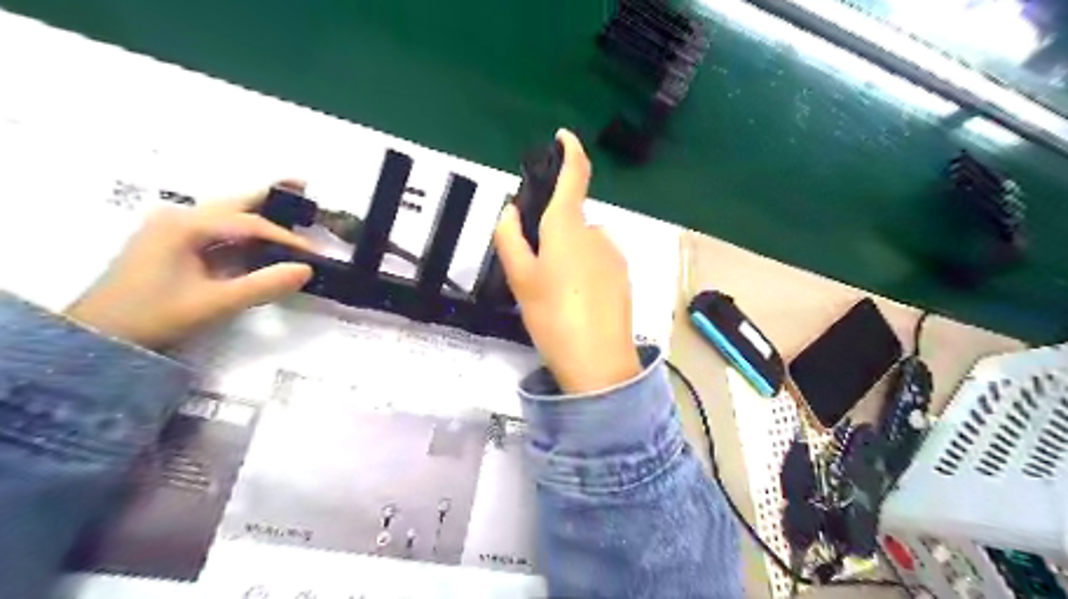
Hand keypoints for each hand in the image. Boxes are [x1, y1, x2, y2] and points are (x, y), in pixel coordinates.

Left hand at [63, 185, 313, 348]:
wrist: (100, 336)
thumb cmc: (157, 316)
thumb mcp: (215, 303)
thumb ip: (265, 285)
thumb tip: (307, 269)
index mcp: (186, 225)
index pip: (250, 224)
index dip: (287, 237)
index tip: (314, 254)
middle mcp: (179, 217)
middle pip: (236, 202)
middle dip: (270, 196)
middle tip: (304, 188)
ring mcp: (172, 228)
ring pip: (226, 214)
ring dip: (258, 212)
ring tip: (290, 209)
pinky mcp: (171, 243)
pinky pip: (216, 229)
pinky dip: (243, 231)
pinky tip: (260, 238)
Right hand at [494, 128, 637, 391]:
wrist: (598, 362)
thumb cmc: (553, 315)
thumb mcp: (520, 279)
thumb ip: (509, 238)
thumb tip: (510, 212)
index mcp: (569, 227)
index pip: (575, 176)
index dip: (570, 151)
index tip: (563, 138)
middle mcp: (597, 234)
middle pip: (570, 220)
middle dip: (552, 235)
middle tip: (535, 272)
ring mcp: (614, 256)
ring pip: (583, 244)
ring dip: (567, 256)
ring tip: (555, 295)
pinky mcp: (623, 277)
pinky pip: (597, 262)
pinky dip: (583, 271)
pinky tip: (575, 302)